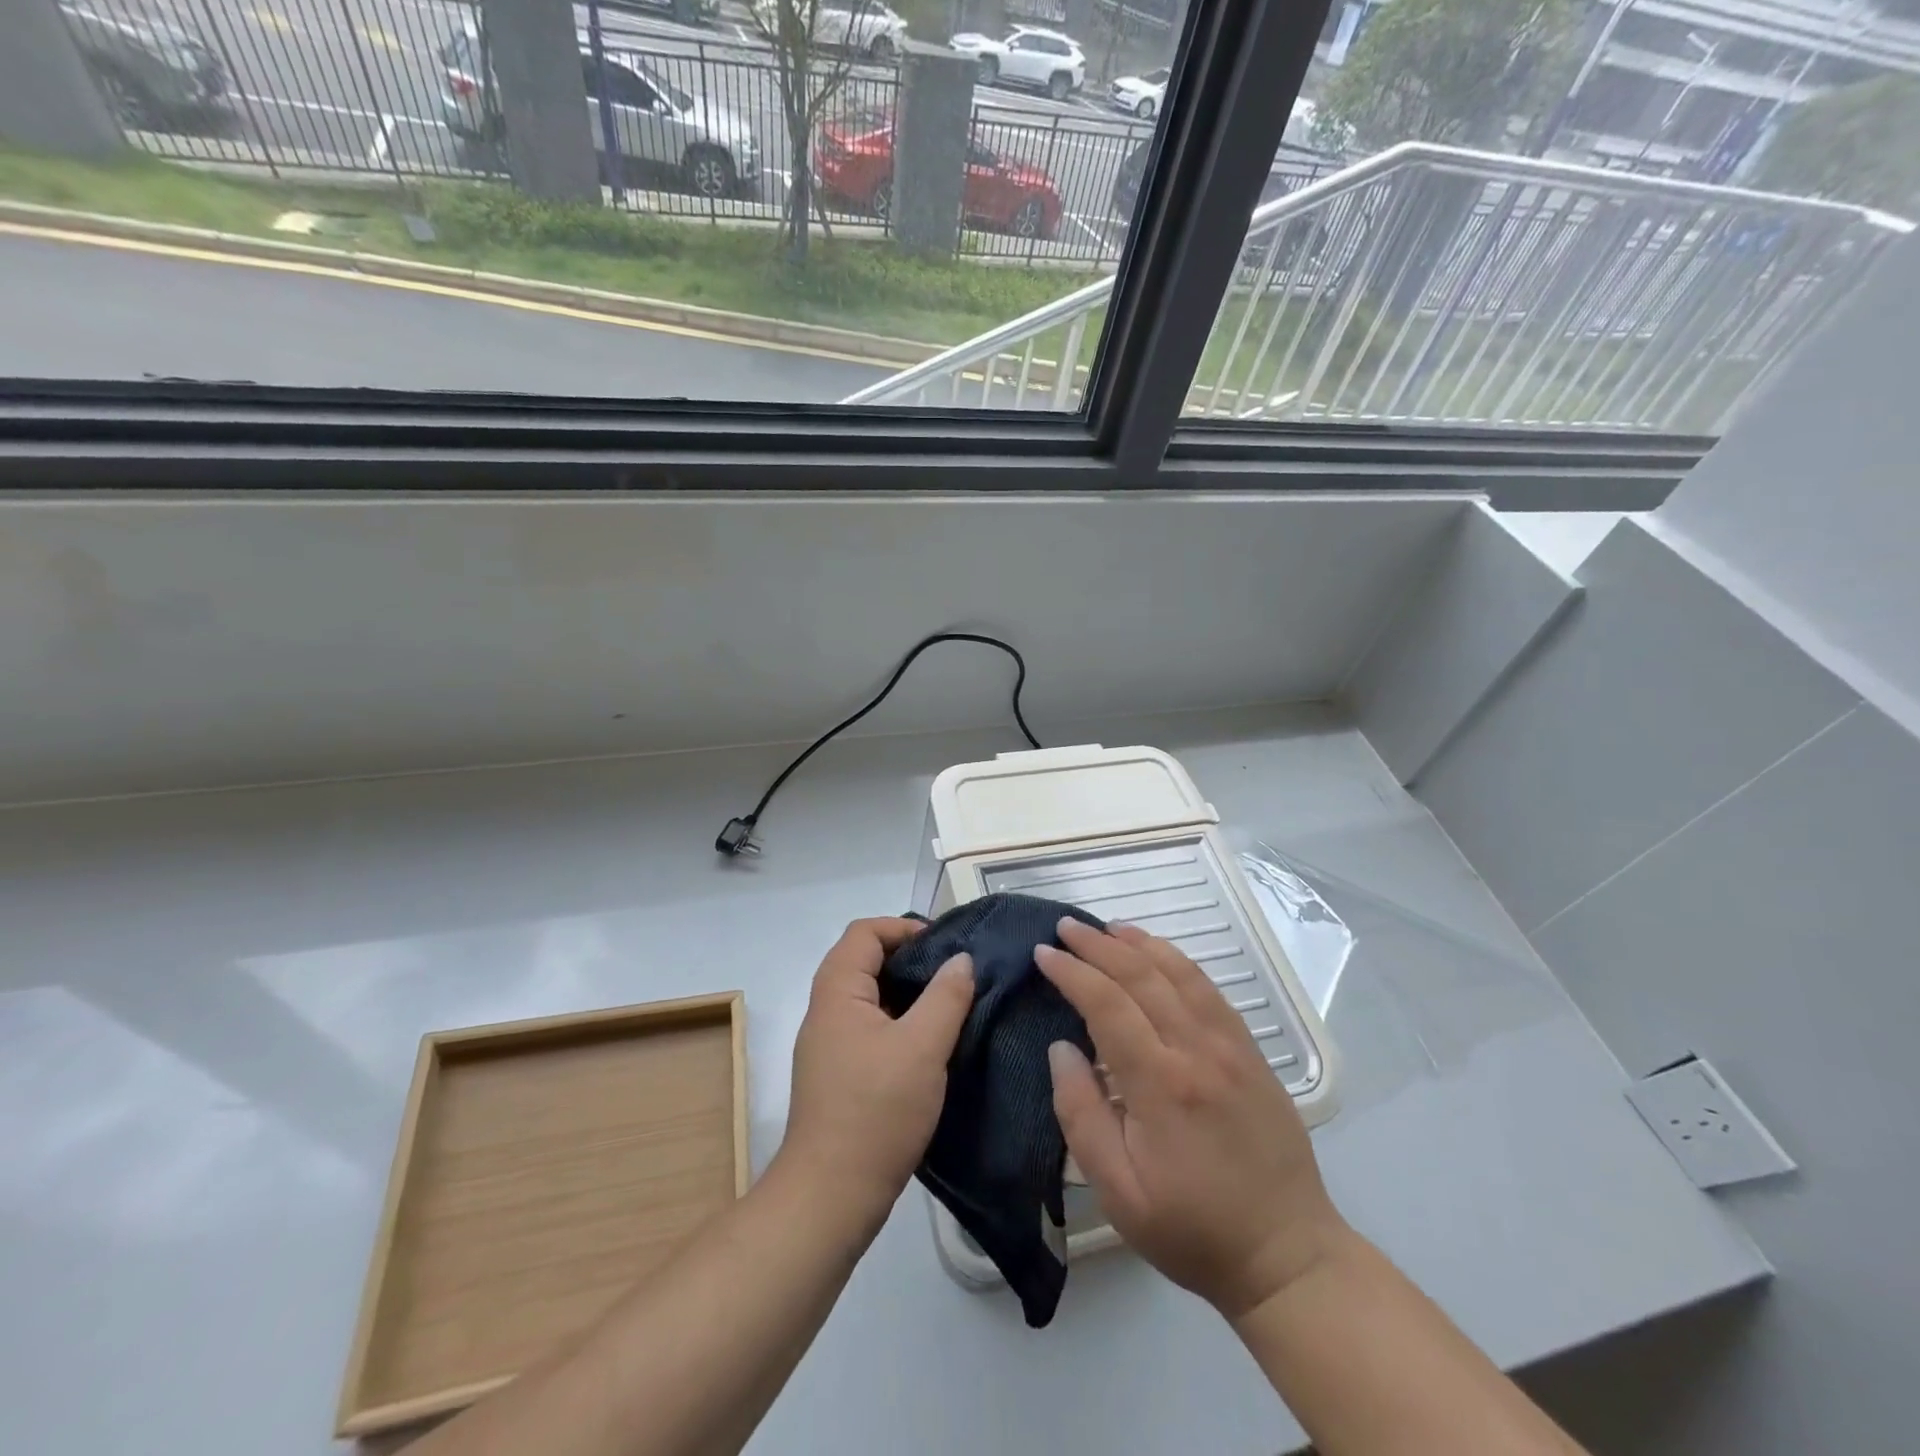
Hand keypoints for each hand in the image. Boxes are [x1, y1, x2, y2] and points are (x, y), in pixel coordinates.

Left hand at [780, 918, 973, 1230]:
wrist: (830, 1196)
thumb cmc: (877, 1110)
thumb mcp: (923, 1047)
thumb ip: (946, 996)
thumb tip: (961, 960)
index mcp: (837, 992)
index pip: (864, 932)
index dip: (903, 927)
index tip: (944, 945)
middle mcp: (825, 1010)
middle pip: (864, 960)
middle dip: (909, 958)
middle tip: (953, 973)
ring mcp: (829, 1044)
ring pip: (869, 997)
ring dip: (906, 992)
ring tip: (948, 1004)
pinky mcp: (838, 1074)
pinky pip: (869, 1027)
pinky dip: (898, 1021)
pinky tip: (930, 1043)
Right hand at [1036, 920, 1347, 1318]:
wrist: (1286, 1254)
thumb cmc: (1192, 1229)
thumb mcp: (1118, 1191)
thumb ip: (1081, 1114)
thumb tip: (1061, 1048)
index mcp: (1161, 1084)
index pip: (1108, 1004)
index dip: (1072, 973)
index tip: (1044, 953)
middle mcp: (1198, 1050)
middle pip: (1142, 976)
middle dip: (1099, 946)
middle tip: (1066, 926)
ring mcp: (1231, 1046)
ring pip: (1180, 973)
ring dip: (1139, 943)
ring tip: (1106, 927)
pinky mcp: (1251, 1052)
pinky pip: (1210, 990)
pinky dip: (1178, 961)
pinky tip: (1159, 954)